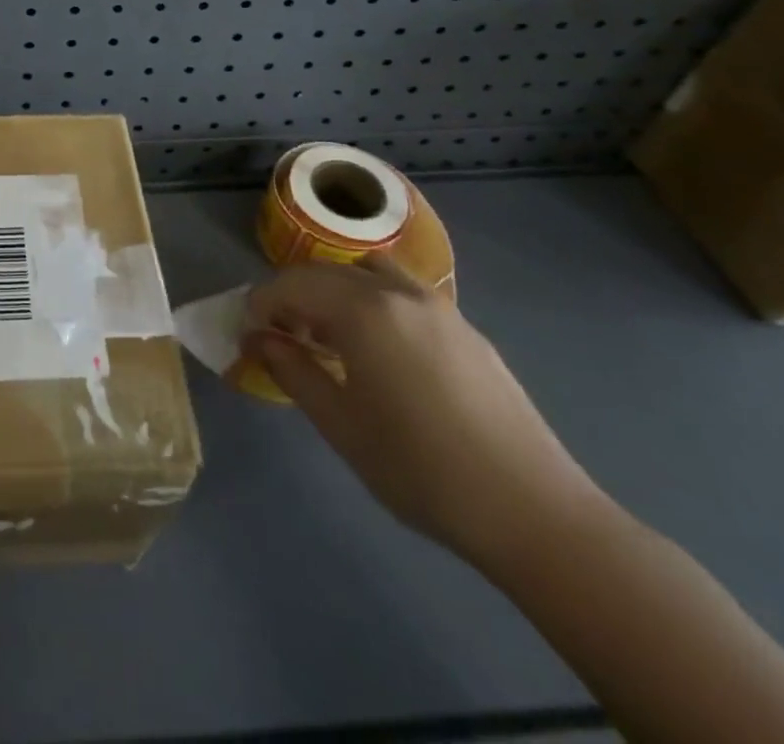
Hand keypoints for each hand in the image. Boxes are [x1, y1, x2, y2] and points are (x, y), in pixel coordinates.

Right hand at [246, 254, 601, 568]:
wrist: (534, 513)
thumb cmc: (420, 470)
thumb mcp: (340, 425)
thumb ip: (292, 371)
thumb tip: (258, 339)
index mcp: (363, 310)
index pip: (293, 283)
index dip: (262, 302)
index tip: (249, 332)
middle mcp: (399, 292)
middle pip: (329, 272)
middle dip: (295, 294)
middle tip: (282, 336)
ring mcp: (440, 307)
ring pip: (371, 273)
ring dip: (338, 291)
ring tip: (331, 336)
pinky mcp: (467, 330)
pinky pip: (404, 294)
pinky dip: (375, 303)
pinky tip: (381, 354)